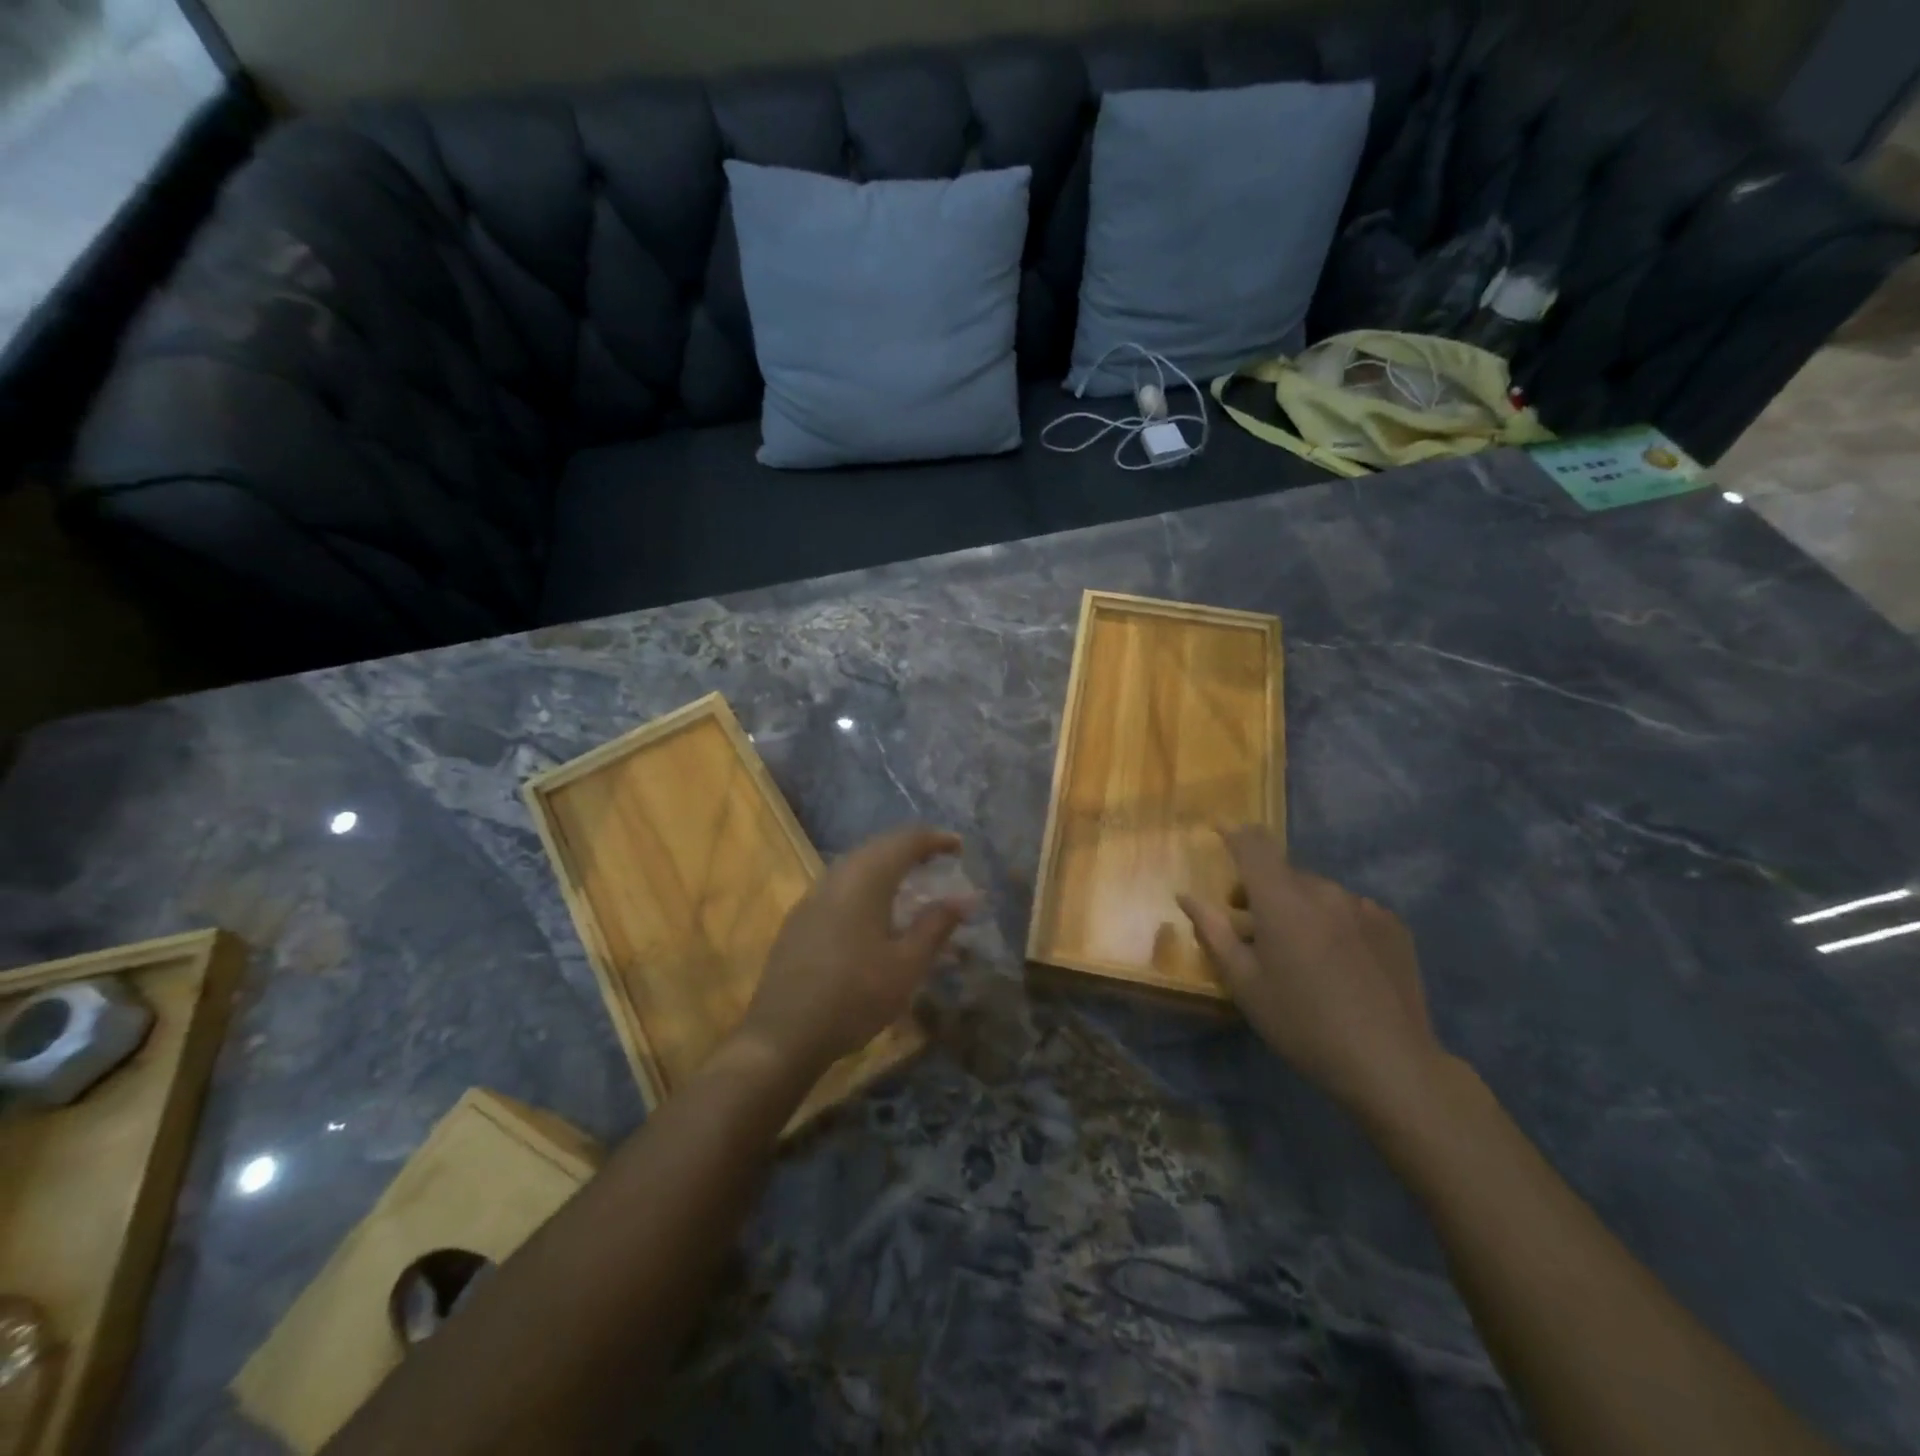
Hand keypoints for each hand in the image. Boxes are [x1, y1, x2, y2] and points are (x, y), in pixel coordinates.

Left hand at [737, 826, 972, 1077]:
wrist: (783, 1035)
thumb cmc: (855, 996)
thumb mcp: (907, 965)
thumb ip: (936, 925)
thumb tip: (964, 898)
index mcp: (865, 879)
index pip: (905, 841)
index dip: (935, 839)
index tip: (960, 847)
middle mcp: (836, 876)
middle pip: (879, 847)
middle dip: (911, 849)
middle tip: (940, 861)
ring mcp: (813, 897)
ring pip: (857, 865)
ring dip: (888, 866)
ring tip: (913, 884)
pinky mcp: (801, 919)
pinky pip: (842, 886)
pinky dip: (868, 886)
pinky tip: (877, 912)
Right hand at [1177, 826, 1447, 1122]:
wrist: (1390, 1063)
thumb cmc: (1301, 1023)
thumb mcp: (1244, 983)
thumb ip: (1213, 932)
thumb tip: (1186, 896)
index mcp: (1282, 900)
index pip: (1253, 845)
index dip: (1232, 832)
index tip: (1217, 828)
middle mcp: (1324, 891)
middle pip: (1283, 872)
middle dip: (1261, 888)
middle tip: (1249, 925)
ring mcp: (1363, 907)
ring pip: (1318, 892)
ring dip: (1298, 906)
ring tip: (1297, 949)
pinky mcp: (1393, 927)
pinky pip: (1350, 910)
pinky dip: (1333, 922)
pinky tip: (1337, 961)